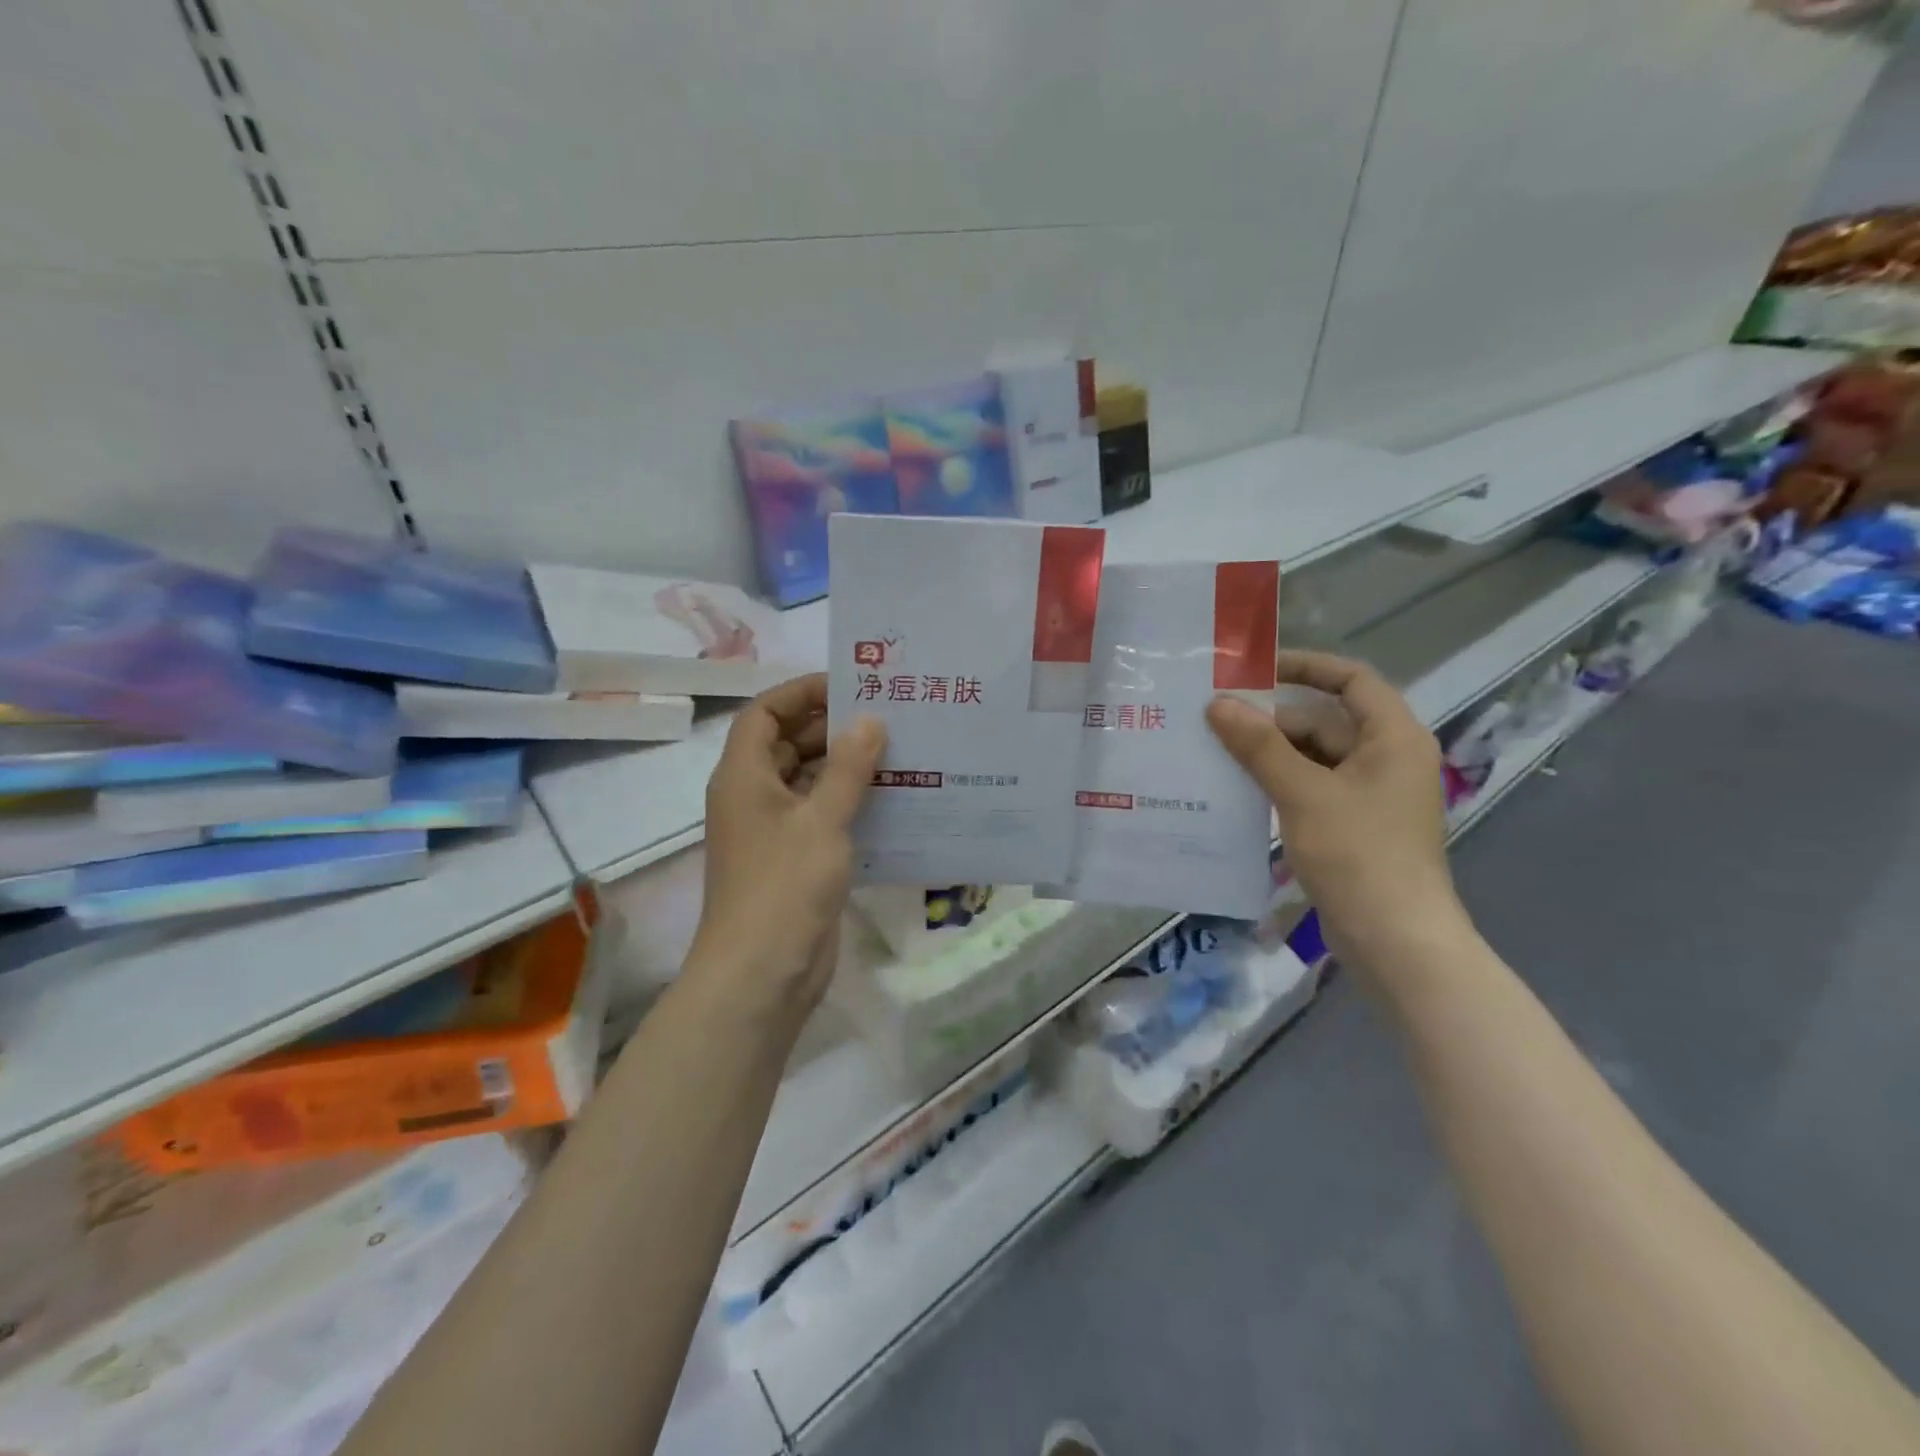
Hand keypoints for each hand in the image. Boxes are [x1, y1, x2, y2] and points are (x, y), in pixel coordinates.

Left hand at [688, 674, 885, 1018]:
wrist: (762, 974)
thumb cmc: (784, 886)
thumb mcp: (822, 820)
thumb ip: (848, 768)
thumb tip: (870, 720)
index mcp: (743, 776)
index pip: (765, 713)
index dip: (801, 693)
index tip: (850, 687)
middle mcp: (754, 796)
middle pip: (788, 745)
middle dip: (833, 729)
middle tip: (888, 717)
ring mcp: (773, 831)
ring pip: (809, 781)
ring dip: (847, 768)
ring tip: (900, 752)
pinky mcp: (795, 860)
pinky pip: (822, 816)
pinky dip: (850, 803)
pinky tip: (894, 800)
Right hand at [1206, 650, 1468, 971]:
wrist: (1395, 941)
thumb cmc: (1359, 856)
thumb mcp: (1303, 794)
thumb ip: (1260, 746)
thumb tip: (1218, 704)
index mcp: (1392, 738)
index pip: (1351, 680)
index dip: (1306, 666)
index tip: (1255, 668)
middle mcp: (1385, 758)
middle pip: (1323, 720)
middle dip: (1271, 718)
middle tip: (1213, 718)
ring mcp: (1369, 794)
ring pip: (1311, 757)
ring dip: (1268, 753)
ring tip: (1214, 750)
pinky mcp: (1352, 824)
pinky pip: (1310, 787)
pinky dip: (1277, 783)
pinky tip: (1235, 789)